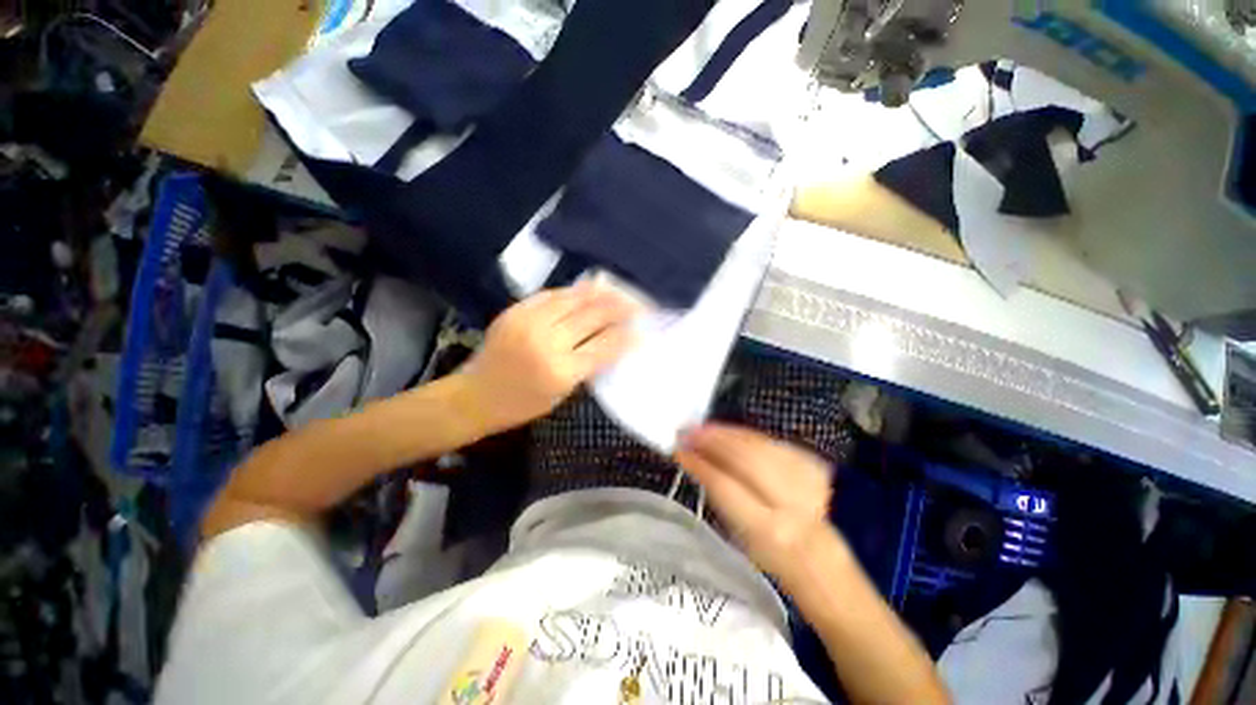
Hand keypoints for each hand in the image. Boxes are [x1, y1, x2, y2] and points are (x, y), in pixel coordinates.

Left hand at [459, 281, 638, 432]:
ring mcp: (529, 323)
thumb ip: (586, 365)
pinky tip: (585, 290)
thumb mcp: (562, 393)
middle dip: (618, 308)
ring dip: (598, 294)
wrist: (474, 396)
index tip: (641, 327)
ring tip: (615, 290)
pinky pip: (550, 295)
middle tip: (635, 303)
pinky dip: (571, 292)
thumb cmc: (522, 404)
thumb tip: (610, 340)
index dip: (625, 335)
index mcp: (561, 372)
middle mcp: (547, 343)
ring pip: (572, 300)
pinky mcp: (515, 311)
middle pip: (591, 317)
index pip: (604, 346)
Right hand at [675, 424, 833, 580]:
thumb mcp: (740, 536)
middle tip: (688, 432)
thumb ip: (719, 495)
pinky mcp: (812, 465)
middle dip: (712, 441)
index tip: (679, 450)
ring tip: (703, 428)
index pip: (726, 486)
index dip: (699, 464)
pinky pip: (772, 442)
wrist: (822, 559)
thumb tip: (696, 460)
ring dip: (727, 433)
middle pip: (745, 458)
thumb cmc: (770, 555)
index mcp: (768, 529)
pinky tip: (728, 431)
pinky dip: (746, 434)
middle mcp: (790, 502)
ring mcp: (806, 480)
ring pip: (759, 445)